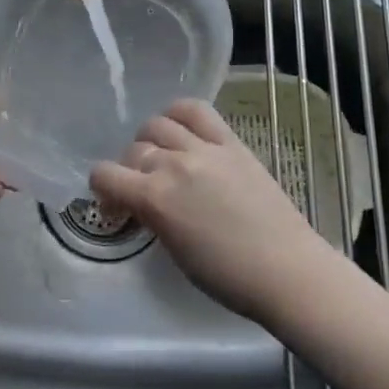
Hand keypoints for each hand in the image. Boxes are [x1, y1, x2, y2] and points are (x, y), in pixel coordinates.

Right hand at [89, 100, 333, 320]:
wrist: (286, 269)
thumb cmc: (227, 276)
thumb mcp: (174, 250)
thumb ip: (153, 216)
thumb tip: (142, 202)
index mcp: (154, 199)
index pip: (105, 174)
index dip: (102, 188)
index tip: (115, 203)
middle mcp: (173, 165)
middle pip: (134, 150)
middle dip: (130, 169)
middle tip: (143, 187)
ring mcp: (204, 148)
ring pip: (158, 124)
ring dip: (151, 140)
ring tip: (163, 156)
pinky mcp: (231, 142)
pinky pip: (196, 111)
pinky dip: (179, 113)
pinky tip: (180, 127)